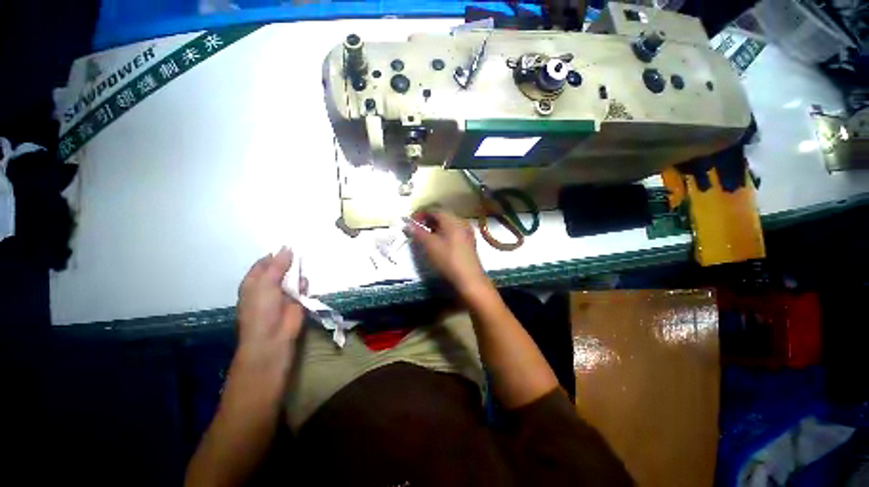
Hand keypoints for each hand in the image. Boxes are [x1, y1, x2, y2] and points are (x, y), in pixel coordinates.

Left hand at [236, 247, 305, 364]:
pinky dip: (305, 283)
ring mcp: (283, 293)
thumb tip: (287, 247)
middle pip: (281, 268)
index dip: (275, 254)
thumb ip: (278, 265)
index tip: (289, 244)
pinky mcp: (298, 300)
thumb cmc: (261, 309)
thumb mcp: (266, 283)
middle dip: (290, 261)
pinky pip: (303, 287)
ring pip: (293, 277)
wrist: (273, 336)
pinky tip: (306, 281)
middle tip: (302, 248)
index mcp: (254, 282)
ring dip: (299, 271)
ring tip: (307, 260)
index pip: (264, 263)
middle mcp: (268, 286)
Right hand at [405, 211, 490, 295]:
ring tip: (426, 235)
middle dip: (428, 220)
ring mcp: (467, 232)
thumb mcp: (430, 245)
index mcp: (452, 219)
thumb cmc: (448, 260)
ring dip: (435, 227)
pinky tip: (439, 242)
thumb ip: (418, 232)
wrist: (469, 279)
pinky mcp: (469, 242)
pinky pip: (454, 231)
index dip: (420, 213)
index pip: (434, 210)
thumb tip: (408, 224)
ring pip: (448, 224)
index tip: (410, 221)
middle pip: (442, 216)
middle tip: (417, 228)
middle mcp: (461, 222)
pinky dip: (444, 233)